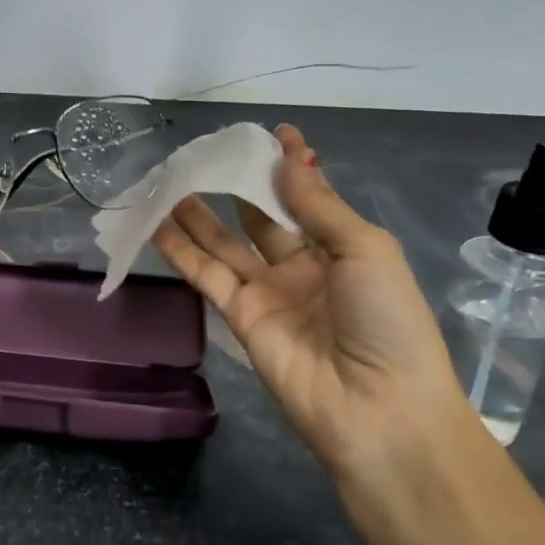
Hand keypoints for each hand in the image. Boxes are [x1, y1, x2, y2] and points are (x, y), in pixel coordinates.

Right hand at [152, 123, 471, 488]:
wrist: (377, 410)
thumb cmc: (387, 321)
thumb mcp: (365, 250)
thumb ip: (318, 205)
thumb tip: (289, 157)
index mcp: (342, 249)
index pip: (307, 198)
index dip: (288, 168)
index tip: (269, 134)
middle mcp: (302, 267)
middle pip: (261, 217)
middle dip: (237, 185)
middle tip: (205, 154)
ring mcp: (268, 292)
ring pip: (225, 242)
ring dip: (198, 213)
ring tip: (171, 179)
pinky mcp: (238, 316)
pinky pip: (206, 274)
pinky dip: (180, 249)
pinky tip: (158, 222)